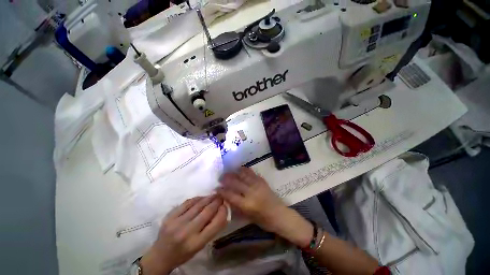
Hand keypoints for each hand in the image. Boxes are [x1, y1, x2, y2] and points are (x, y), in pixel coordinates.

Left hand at [141, 196, 227, 274]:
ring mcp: (177, 223)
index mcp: (197, 243)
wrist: (160, 256)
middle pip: (207, 211)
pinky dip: (197, 198)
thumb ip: (212, 228)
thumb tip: (221, 210)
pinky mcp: (169, 216)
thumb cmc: (184, 253)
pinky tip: (201, 197)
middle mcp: (187, 232)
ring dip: (208, 198)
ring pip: (198, 204)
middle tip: (221, 196)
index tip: (225, 205)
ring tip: (213, 195)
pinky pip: (187, 202)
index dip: (223, 211)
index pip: (216, 223)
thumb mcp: (200, 245)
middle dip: (217, 201)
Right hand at [218, 167, 312, 247]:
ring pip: (243, 176)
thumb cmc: (264, 220)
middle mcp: (252, 192)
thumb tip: (227, 198)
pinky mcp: (262, 181)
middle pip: (236, 183)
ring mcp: (257, 185)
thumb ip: (237, 206)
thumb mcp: (248, 217)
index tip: (216, 188)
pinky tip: (240, 168)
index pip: (231, 195)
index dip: (222, 191)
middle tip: (220, 177)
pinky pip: (252, 173)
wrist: (280, 214)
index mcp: (247, 205)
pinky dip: (244, 170)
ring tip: (228, 171)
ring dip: (234, 173)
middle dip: (226, 179)